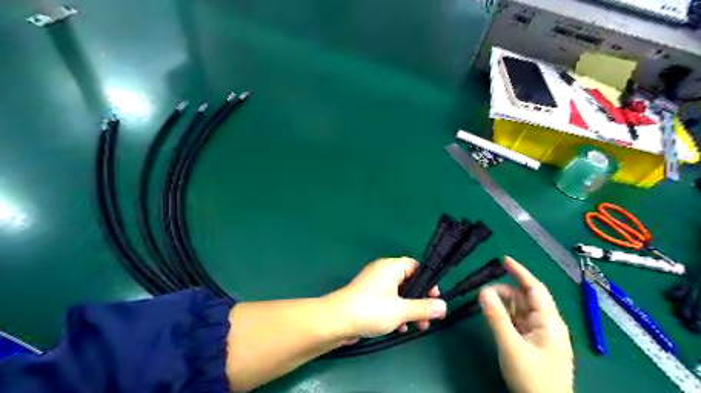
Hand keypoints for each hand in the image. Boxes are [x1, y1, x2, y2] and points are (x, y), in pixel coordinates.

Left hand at [324, 256, 444, 338]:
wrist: (336, 321)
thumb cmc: (371, 310)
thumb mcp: (401, 310)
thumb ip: (423, 308)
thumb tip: (444, 306)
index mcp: (391, 267)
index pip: (415, 266)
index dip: (427, 281)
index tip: (435, 298)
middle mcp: (382, 272)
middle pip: (408, 282)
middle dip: (420, 300)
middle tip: (429, 317)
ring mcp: (373, 285)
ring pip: (398, 294)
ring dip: (409, 309)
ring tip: (417, 327)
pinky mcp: (367, 298)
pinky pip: (387, 301)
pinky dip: (396, 312)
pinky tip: (399, 329)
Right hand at [483, 257, 574, 392]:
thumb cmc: (532, 377)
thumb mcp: (511, 346)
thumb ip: (496, 317)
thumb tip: (482, 291)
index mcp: (549, 321)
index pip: (535, 288)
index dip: (520, 272)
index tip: (503, 259)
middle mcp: (547, 324)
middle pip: (525, 298)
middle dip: (504, 291)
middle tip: (483, 293)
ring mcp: (540, 334)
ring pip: (520, 310)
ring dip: (503, 304)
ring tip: (485, 303)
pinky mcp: (533, 343)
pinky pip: (518, 322)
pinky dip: (505, 316)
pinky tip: (494, 316)